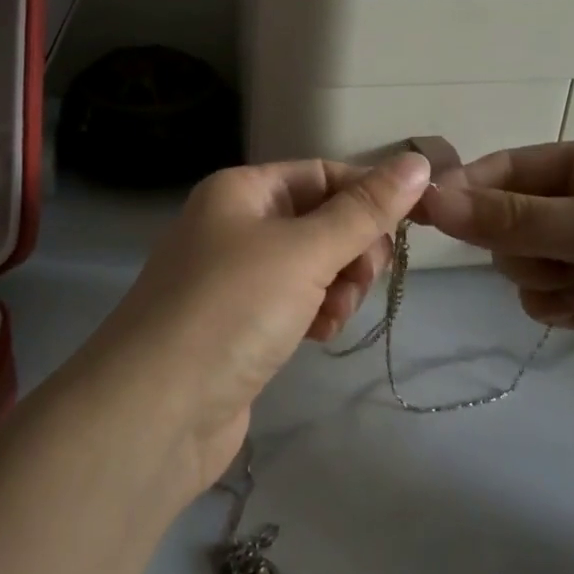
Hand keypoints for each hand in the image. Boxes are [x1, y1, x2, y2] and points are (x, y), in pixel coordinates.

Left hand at [74, 153, 431, 493]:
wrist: (156, 412)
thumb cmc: (231, 309)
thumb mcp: (305, 250)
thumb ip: (366, 210)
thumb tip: (418, 162)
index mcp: (242, 191)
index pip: (322, 174)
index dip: (368, 196)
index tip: (410, 229)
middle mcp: (235, 225)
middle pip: (320, 220)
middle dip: (353, 249)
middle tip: (360, 281)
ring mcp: (235, 278)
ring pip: (313, 265)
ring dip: (337, 287)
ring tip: (330, 317)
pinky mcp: (239, 325)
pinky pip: (295, 303)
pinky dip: (315, 314)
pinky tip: (317, 336)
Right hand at [418, 141, 573, 426]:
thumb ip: (509, 217)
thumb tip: (427, 198)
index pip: (508, 168)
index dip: (468, 188)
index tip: (424, 211)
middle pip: (507, 218)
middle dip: (518, 240)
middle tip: (551, 254)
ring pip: (519, 261)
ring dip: (540, 274)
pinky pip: (539, 297)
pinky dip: (553, 304)